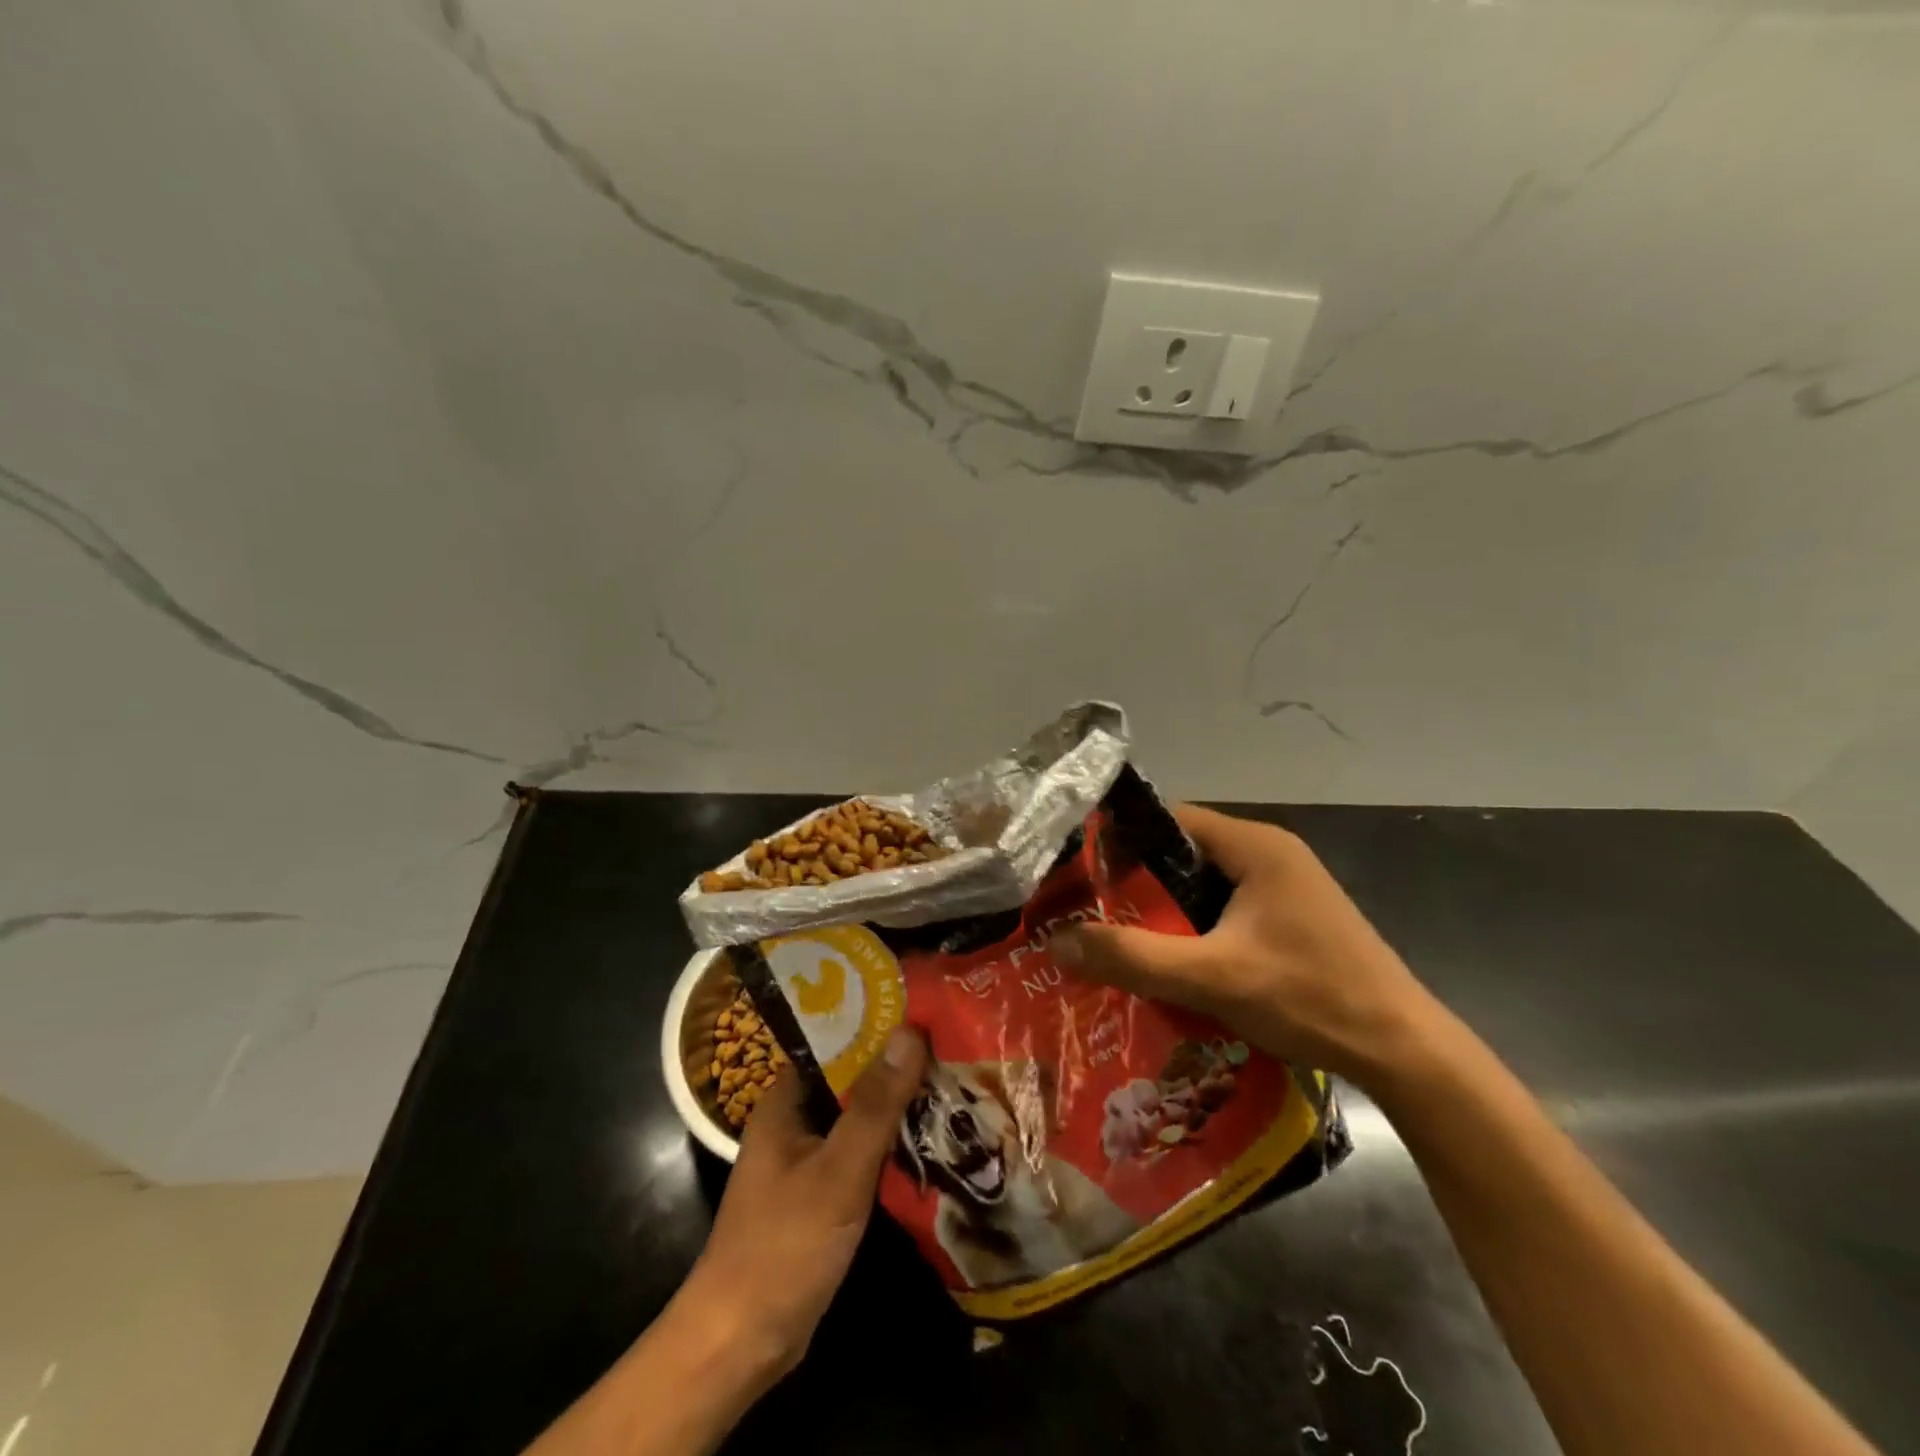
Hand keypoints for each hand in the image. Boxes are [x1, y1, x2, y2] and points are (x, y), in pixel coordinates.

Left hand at [677, 1026, 928, 1384]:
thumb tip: (910, 1031)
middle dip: (893, 1067)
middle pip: (848, 1080)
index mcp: (784, 1101)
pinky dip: (888, 1146)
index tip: (922, 1012)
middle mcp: (792, 1123)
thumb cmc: (784, 1244)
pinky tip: (928, 1141)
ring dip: (894, 1107)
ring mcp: (805, 1161)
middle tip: (949, 1046)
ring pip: (856, 1119)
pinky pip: (858, 1155)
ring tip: (950, 1082)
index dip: (875, 1025)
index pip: (833, 1042)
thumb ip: (875, 1104)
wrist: (741, 1343)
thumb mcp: (839, 1170)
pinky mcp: (819, 1197)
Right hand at [1052, 805, 1440, 1087]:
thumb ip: (1132, 957)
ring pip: (1202, 886)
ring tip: (1118, 940)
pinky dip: (1193, 929)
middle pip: (1182, 854)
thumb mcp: (1211, 978)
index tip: (1078, 875)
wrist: (1405, 1052)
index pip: (1167, 820)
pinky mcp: (1291, 918)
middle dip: (1136, 883)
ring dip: (1165, 911)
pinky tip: (1171, 963)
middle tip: (1090, 913)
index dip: (1119, 842)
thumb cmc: (1309, 998)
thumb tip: (1056, 940)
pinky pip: (1224, 909)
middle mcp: (1269, 852)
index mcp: (1254, 844)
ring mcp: (1284, 886)